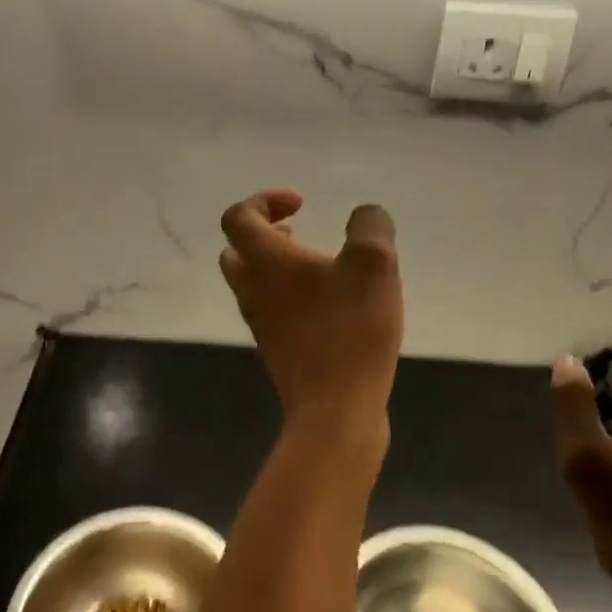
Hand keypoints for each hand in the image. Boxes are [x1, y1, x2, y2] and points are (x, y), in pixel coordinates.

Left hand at [219, 190, 402, 437]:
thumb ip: (369, 227)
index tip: (302, 204)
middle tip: (298, 234)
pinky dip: (291, 297)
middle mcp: (253, 290)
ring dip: (278, 267)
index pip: (238, 216)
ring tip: (321, 267)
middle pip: (237, 251)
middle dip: (264, 234)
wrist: (336, 411)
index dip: (264, 200)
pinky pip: (273, 311)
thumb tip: (365, 216)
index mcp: (266, 261)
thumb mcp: (374, 263)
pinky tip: (333, 305)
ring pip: (254, 283)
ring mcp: (262, 324)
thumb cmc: (350, 329)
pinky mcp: (278, 351)